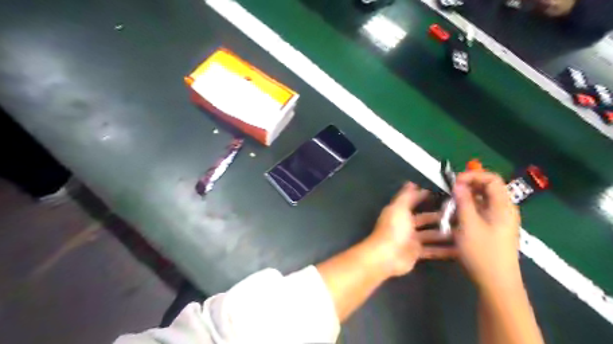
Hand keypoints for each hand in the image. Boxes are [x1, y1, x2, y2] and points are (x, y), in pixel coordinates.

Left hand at [363, 183, 454, 275]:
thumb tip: (412, 182)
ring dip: (445, 233)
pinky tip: (460, 249)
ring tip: (465, 231)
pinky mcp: (416, 253)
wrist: (386, 256)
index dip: (426, 196)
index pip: (414, 200)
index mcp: (400, 211)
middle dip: (441, 216)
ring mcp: (411, 239)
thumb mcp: (399, 208)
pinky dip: (444, 250)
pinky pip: (433, 250)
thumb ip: (406, 196)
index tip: (445, 192)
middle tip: (462, 214)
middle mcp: (406, 223)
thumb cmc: (393, 229)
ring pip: (431, 234)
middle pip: (425, 218)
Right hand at [455, 172, 520, 292]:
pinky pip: (481, 211)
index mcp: (503, 206)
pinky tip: (456, 217)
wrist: (497, 283)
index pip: (492, 179)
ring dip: (466, 199)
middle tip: (450, 192)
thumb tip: (459, 184)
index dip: (473, 175)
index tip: (454, 182)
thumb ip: (464, 201)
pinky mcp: (494, 229)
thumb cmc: (482, 252)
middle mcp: (504, 210)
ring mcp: (500, 220)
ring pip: (483, 200)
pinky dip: (468, 209)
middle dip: (468, 186)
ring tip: (450, 205)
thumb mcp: (469, 225)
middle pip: (488, 188)